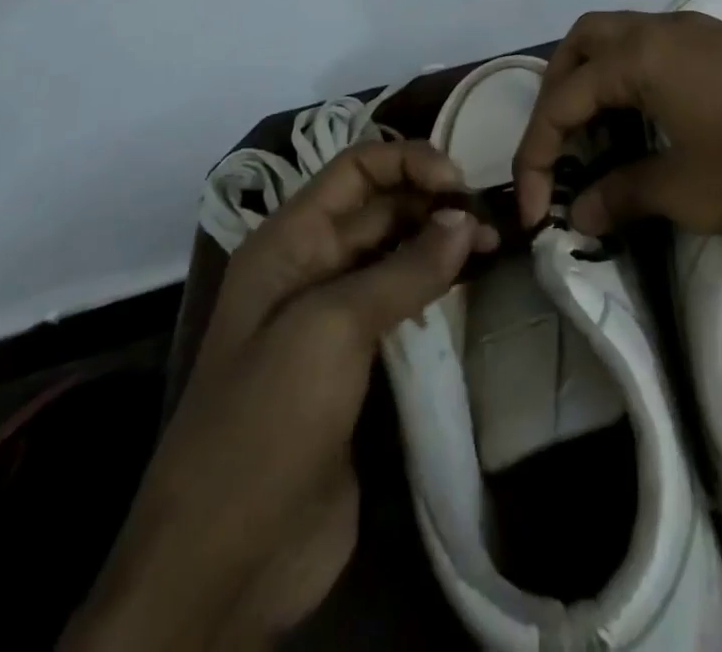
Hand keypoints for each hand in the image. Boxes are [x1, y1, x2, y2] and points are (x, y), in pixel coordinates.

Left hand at [63, 142, 495, 650]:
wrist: (227, 560)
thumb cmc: (268, 420)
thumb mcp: (331, 328)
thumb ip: (404, 268)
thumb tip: (464, 219)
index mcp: (289, 240)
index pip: (356, 168)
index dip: (409, 161)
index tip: (461, 183)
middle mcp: (312, 265)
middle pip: (381, 206)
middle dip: (434, 201)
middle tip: (492, 218)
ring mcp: (334, 315)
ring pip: (397, 253)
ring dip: (443, 241)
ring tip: (494, 245)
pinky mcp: (358, 361)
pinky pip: (404, 303)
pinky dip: (439, 286)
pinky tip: (473, 286)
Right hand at [513, 9, 721, 254]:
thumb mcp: (691, 192)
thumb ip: (624, 195)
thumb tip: (579, 214)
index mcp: (643, 54)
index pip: (563, 98)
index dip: (538, 154)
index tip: (536, 213)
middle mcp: (665, 28)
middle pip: (585, 44)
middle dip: (559, 95)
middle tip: (558, 148)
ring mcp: (702, 33)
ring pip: (624, 42)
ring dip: (597, 85)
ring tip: (596, 141)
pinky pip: (659, 53)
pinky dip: (635, 83)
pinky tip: (648, 126)